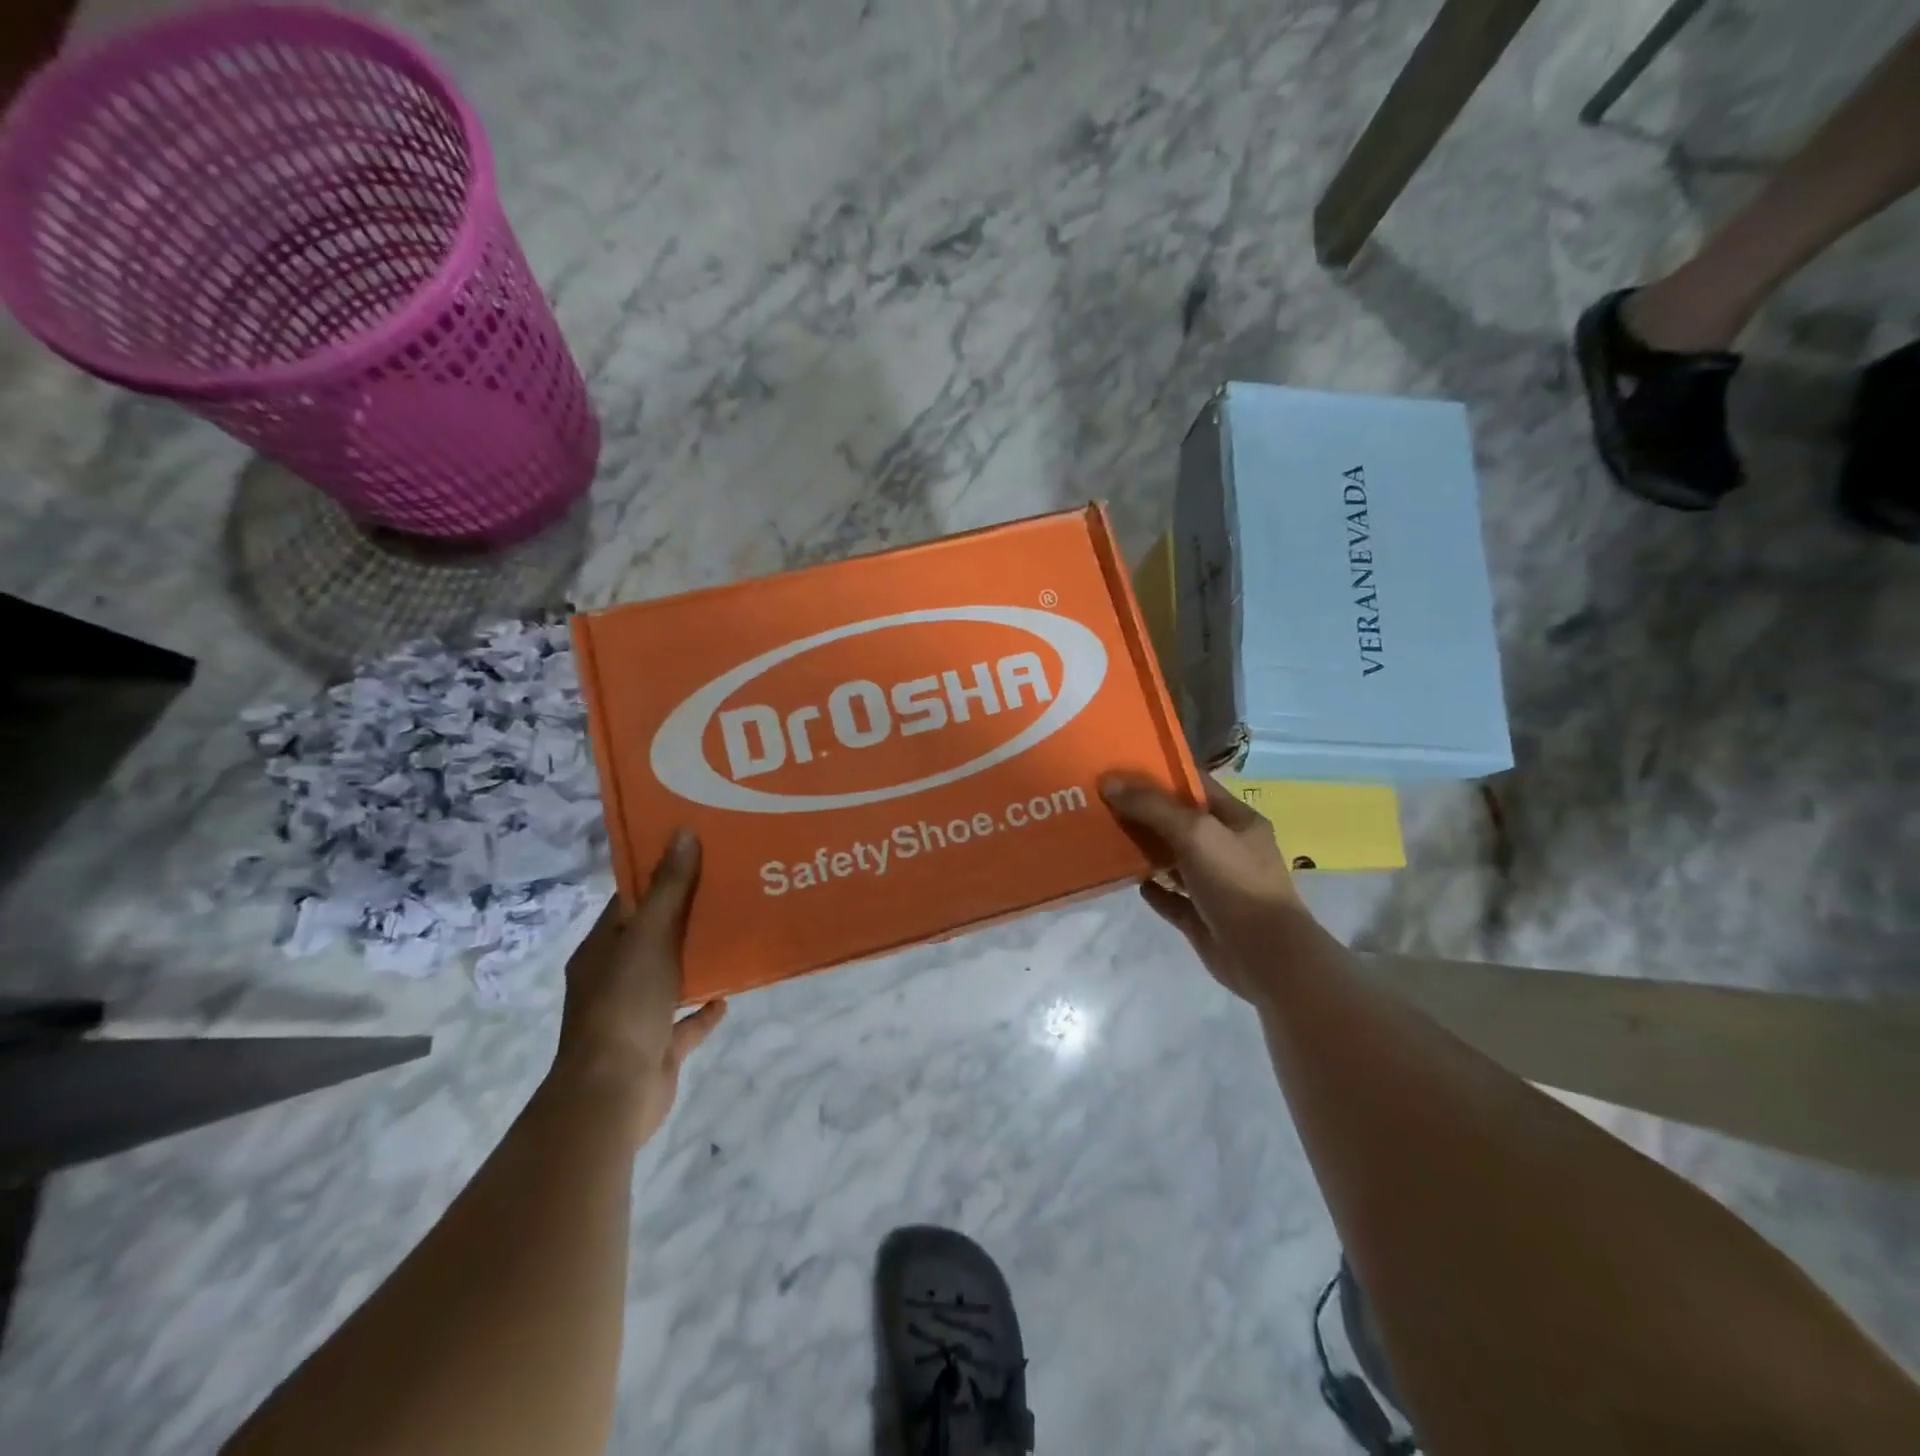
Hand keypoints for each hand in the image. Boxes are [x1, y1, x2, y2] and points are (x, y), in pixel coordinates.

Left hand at [549, 829, 726, 1148]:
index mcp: (601, 951)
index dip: (658, 878)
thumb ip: (668, 889)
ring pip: (670, 978)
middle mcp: (613, 980)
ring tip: (736, 933)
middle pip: (652, 939)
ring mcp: (634, 1016)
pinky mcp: (657, 1048)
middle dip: (685, 917)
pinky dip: (705, 1009)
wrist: (613, 1093)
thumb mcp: (647, 937)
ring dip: (697, 961)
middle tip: (728, 887)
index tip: (695, 854)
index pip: (628, 904)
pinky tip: (730, 994)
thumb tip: (682, 832)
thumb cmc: (624, 1004)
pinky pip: (685, 1022)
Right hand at [1100, 774, 1311, 1005]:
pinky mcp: (1201, 917)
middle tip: (1102, 799)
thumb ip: (1152, 806)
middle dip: (1145, 811)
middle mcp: (1227, 848)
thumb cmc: (1236, 883)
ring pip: (1173, 859)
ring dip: (1145, 849)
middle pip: (1180, 821)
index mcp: (1236, 820)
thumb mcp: (1195, 832)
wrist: (1266, 957)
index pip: (1196, 785)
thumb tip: (1110, 783)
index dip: (1161, 773)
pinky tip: (1131, 881)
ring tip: (1106, 836)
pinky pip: (1171, 898)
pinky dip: (1153, 890)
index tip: (1121, 766)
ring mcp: (1215, 884)